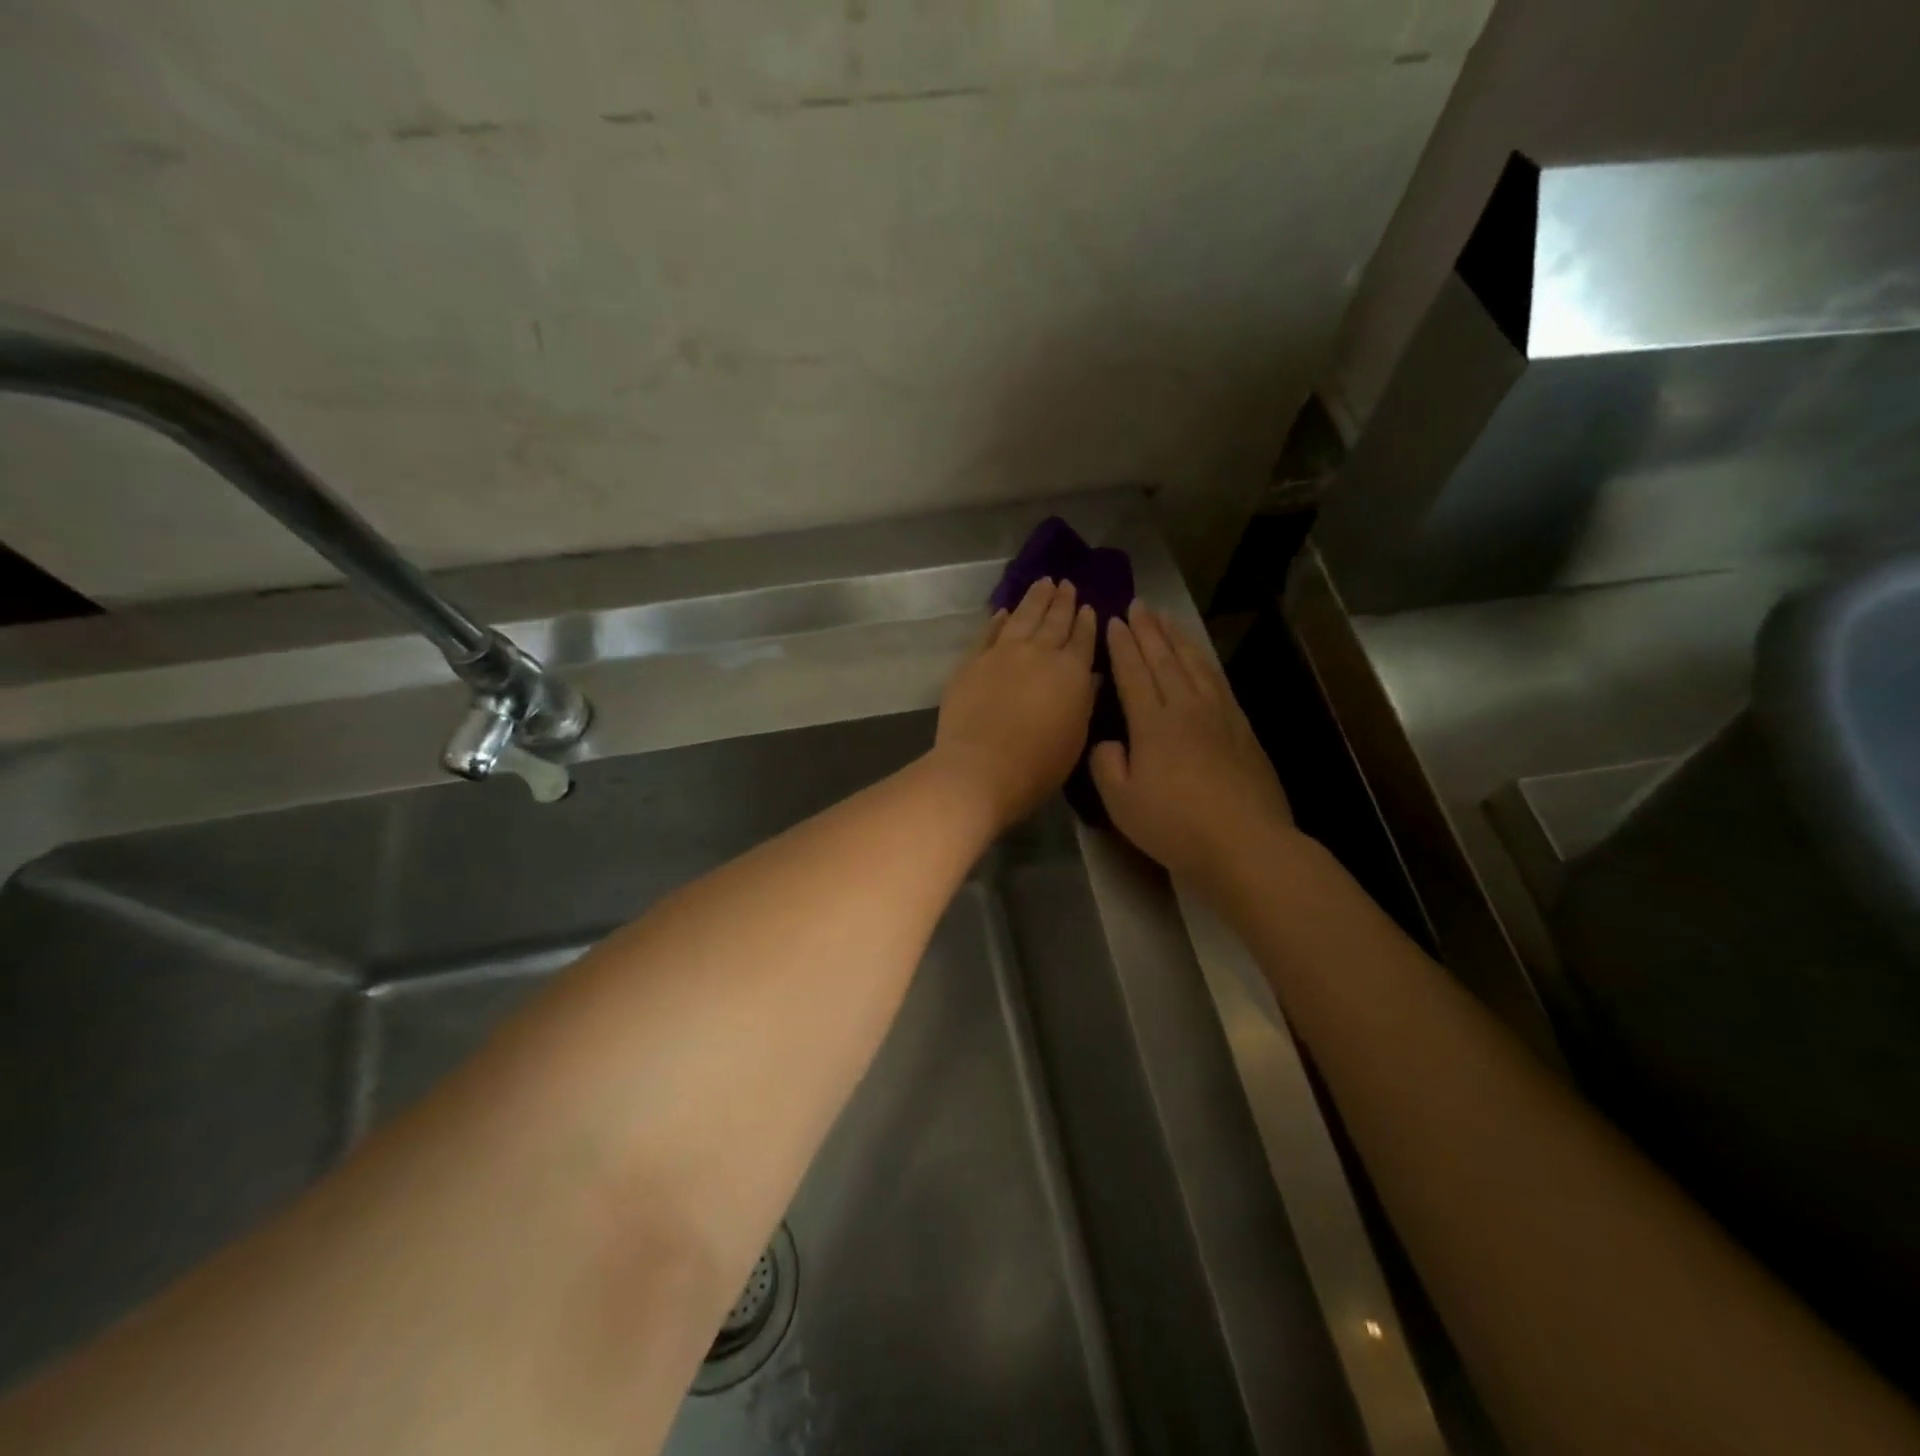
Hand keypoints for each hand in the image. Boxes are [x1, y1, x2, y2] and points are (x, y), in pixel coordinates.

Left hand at [934, 578, 1097, 829]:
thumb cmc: (1038, 763)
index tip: (1089, 606)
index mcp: (1071, 671)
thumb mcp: (1076, 737)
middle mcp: (1039, 652)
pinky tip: (1004, 611)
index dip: (1087, 621)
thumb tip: (1090, 676)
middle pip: (1054, 620)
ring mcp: (1002, 653)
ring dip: (1035, 598)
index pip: (1083, 638)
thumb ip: (1084, 701)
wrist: (981, 767)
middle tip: (1066, 584)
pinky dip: (998, 619)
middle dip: (1063, 601)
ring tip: (1043, 583)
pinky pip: (989, 632)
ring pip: (1023, 617)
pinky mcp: (972, 661)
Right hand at [1090, 603, 1292, 889]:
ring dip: (1177, 638)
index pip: (1133, 673)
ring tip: (1166, 619)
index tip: (1113, 620)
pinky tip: (1200, 658)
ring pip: (1194, 664)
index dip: (1121, 646)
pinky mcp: (1242, 728)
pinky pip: (1218, 681)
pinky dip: (1204, 661)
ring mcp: (1219, 715)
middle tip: (1138, 605)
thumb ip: (1106, 765)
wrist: (1245, 842)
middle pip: (1164, 660)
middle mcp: (1186, 708)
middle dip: (1148, 631)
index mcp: (1153, 723)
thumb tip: (1108, 741)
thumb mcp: (1121, 802)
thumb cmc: (1175, 825)